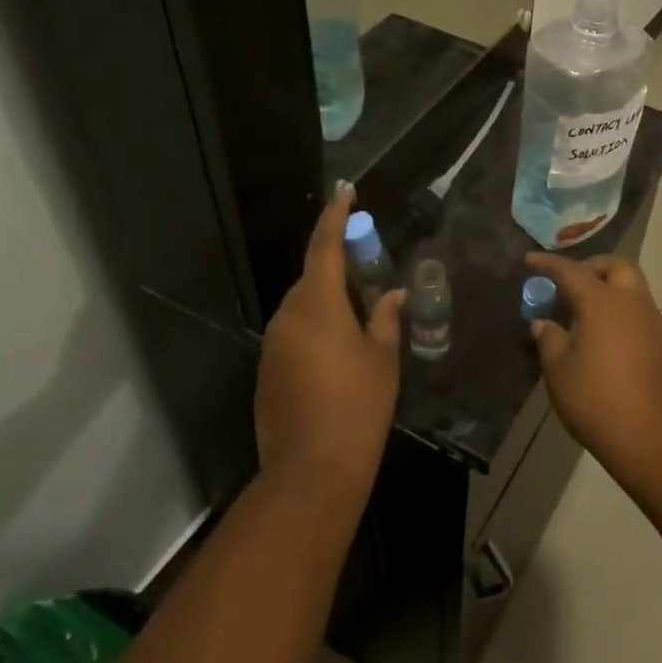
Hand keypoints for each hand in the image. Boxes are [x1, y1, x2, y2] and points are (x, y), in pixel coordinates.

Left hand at [256, 185, 402, 502]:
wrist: (312, 470)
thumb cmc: (358, 407)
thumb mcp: (382, 359)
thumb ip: (386, 319)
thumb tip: (394, 295)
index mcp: (317, 306)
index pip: (324, 246)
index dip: (335, 216)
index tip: (345, 192)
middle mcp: (287, 317)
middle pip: (311, 278)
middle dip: (337, 269)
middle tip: (368, 272)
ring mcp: (272, 345)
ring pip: (302, 308)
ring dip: (327, 303)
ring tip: (358, 319)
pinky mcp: (266, 370)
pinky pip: (293, 334)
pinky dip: (315, 331)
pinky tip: (337, 355)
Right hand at [526, 253, 661, 483]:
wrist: (660, 439)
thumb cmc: (600, 402)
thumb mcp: (560, 373)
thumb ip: (550, 341)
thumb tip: (544, 323)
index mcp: (603, 303)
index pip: (571, 271)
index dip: (549, 264)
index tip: (531, 260)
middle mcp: (634, 304)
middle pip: (616, 267)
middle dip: (593, 267)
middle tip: (572, 284)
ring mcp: (659, 324)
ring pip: (635, 292)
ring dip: (613, 293)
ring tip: (590, 318)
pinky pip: (646, 319)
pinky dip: (626, 319)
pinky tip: (614, 347)